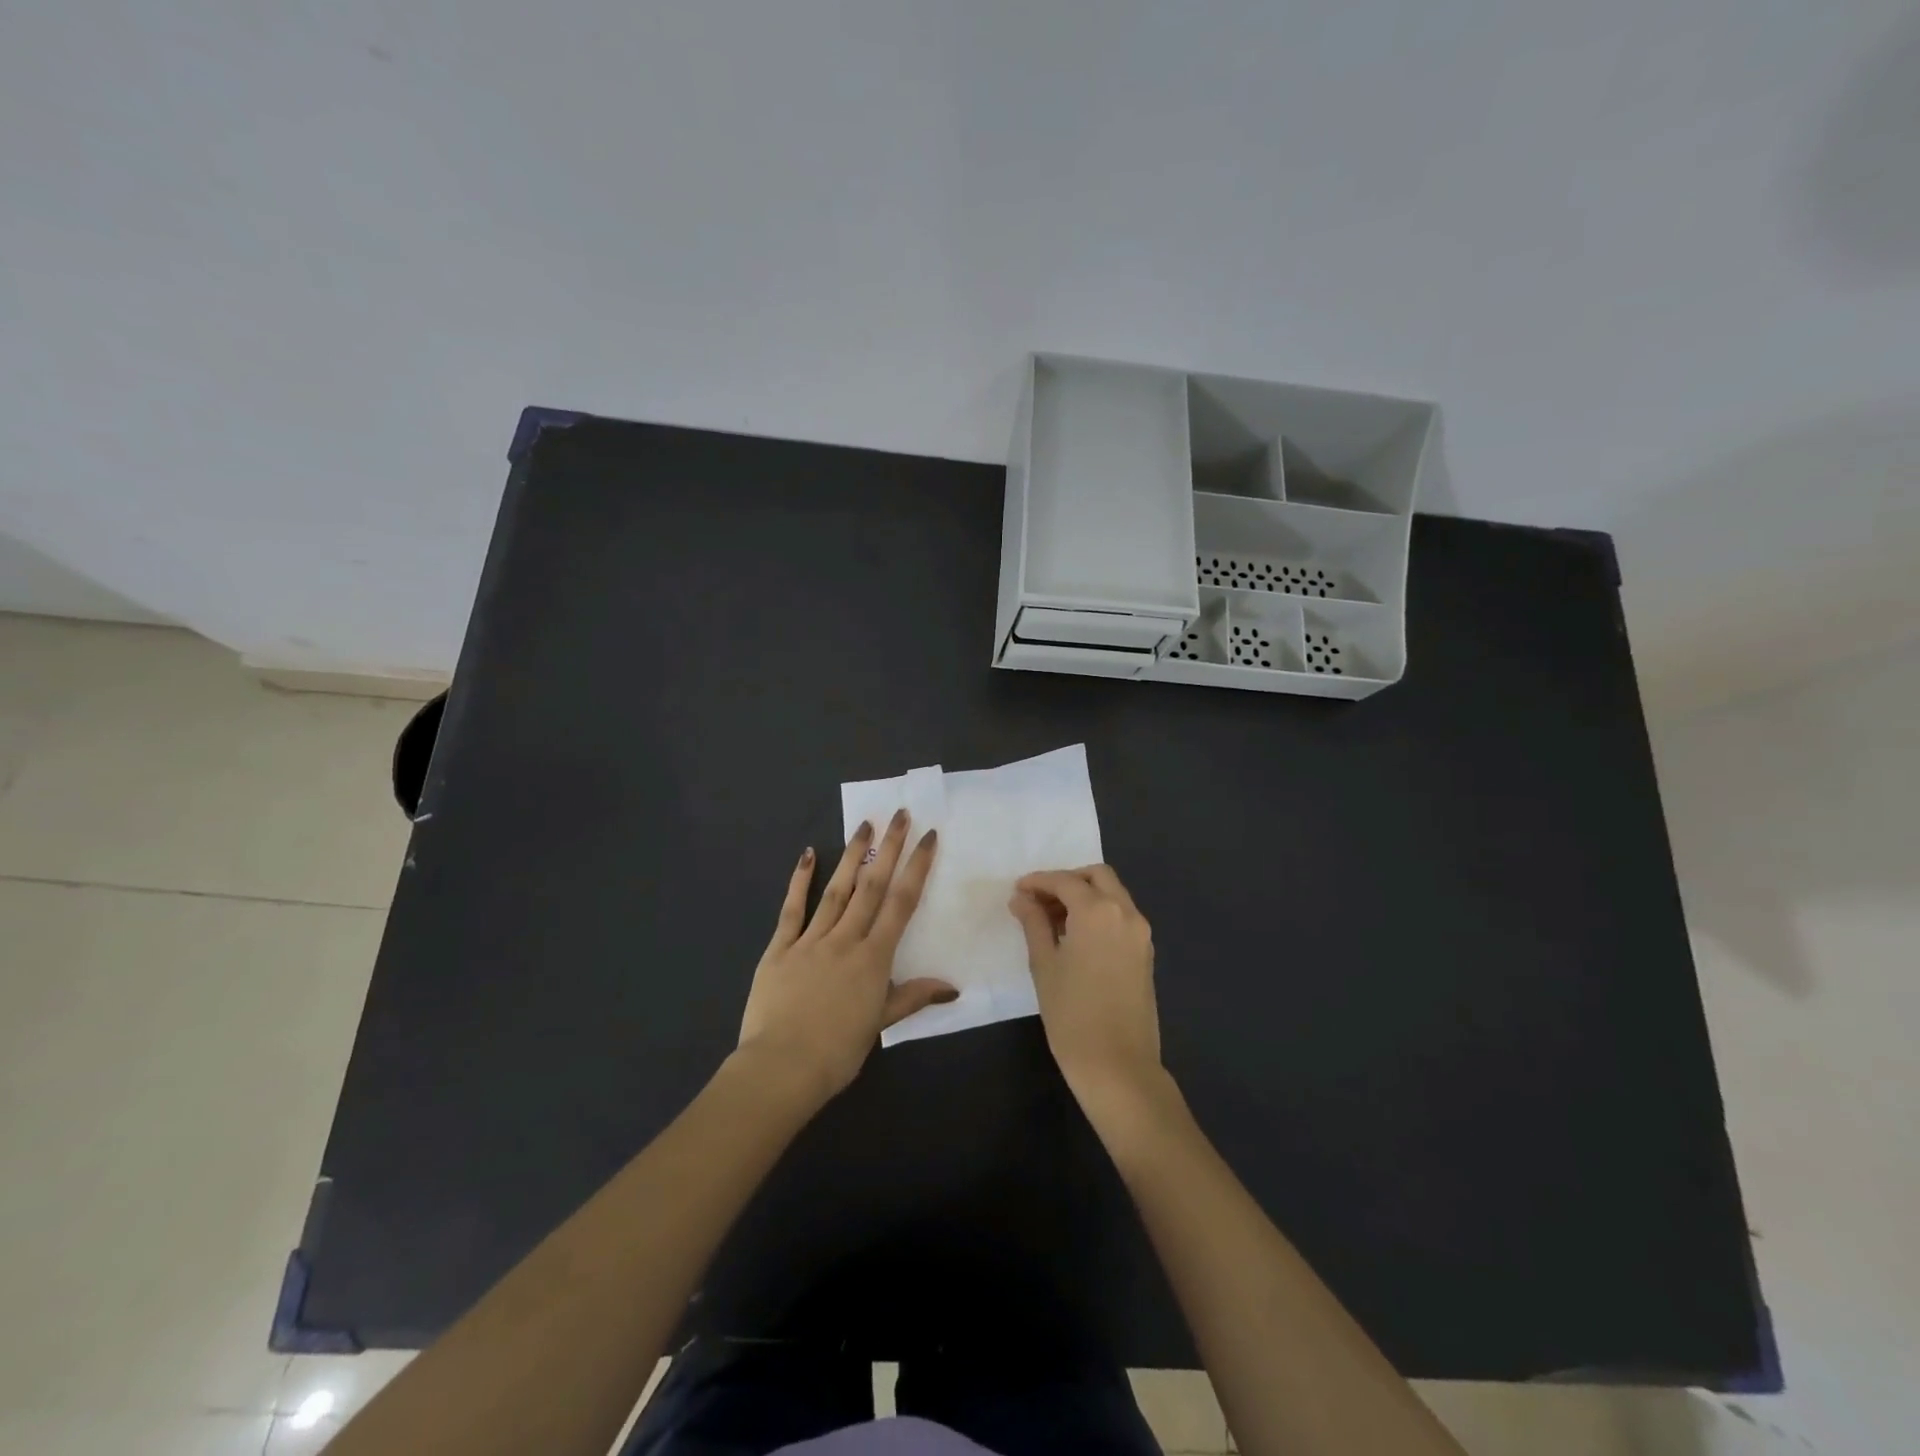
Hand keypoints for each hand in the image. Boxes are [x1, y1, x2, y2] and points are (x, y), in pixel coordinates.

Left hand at [737, 810, 954, 1108]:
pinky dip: (800, 880)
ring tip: (863, 825)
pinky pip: (791, 909)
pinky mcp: (779, 948)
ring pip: (837, 890)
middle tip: (899, 814)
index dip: (917, 867)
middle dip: (888, 848)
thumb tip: (952, 986)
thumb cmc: (837, 1052)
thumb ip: (912, 997)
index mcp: (874, 958)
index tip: (928, 837)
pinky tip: (807, 854)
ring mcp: (810, 940)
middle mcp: (846, 939)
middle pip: (872, 886)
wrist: (781, 1067)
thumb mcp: (880, 1024)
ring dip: (852, 856)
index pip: (901, 903)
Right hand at [1009, 865, 1162, 1112]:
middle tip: (1039, 900)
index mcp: (1098, 911)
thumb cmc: (1072, 1015)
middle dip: (1067, 881)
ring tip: (1052, 920)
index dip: (1038, 882)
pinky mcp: (1145, 953)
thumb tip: (1022, 899)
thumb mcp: (1044, 965)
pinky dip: (1099, 913)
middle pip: (1097, 876)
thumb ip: (1034, 924)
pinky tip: (1075, 937)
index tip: (1017, 891)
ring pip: (1113, 894)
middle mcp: (1125, 913)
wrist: (1118, 1066)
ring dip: (1084, 896)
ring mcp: (1140, 933)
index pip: (1065, 881)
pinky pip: (1121, 916)